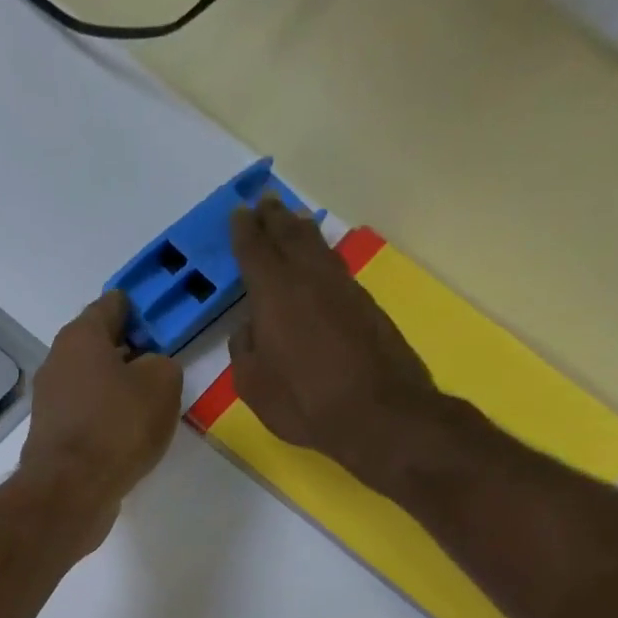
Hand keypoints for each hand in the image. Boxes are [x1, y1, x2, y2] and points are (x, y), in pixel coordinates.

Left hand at [18, 289, 181, 550]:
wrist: (70, 491)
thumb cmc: (117, 426)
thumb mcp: (162, 383)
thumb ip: (163, 364)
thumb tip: (149, 370)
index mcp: (81, 336)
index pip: (115, 304)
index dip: (144, 312)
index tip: (167, 330)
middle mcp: (57, 361)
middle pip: (101, 346)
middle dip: (132, 354)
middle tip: (163, 374)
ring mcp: (50, 401)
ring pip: (93, 384)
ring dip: (119, 392)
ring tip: (150, 411)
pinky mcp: (52, 436)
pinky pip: (87, 416)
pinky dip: (106, 422)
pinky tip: (127, 439)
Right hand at [228, 196, 443, 483]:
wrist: (379, 413)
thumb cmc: (304, 402)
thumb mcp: (254, 385)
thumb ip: (244, 350)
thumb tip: (250, 328)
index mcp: (274, 294)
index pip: (255, 250)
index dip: (244, 231)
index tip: (239, 213)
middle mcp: (310, 279)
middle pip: (290, 236)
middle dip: (273, 219)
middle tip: (264, 203)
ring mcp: (343, 289)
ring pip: (318, 247)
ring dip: (300, 231)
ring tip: (290, 221)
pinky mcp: (367, 305)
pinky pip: (335, 267)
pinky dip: (321, 255)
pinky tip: (318, 261)